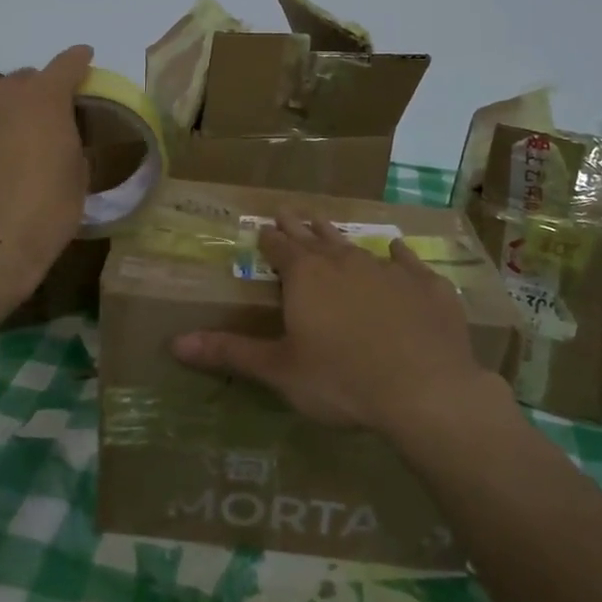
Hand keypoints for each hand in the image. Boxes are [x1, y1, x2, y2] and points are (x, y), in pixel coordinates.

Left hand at [0, 45, 92, 298]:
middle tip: (41, 125)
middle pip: (22, 82)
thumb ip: (70, 145)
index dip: (78, 61)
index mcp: (43, 99)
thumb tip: (58, 140)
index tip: (84, 59)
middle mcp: (0, 95)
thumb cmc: (43, 215)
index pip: (66, 65)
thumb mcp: (76, 180)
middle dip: (34, 96)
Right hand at [172, 215, 503, 437]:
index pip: (279, 248)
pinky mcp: (426, 286)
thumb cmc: (341, 380)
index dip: (268, 238)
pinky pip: (408, 263)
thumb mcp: (280, 371)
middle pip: (315, 238)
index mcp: (306, 277)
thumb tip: (175, 343)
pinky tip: (398, 249)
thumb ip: (230, 352)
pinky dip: (399, 256)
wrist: (425, 390)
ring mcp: (389, 270)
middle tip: (289, 210)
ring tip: (328, 224)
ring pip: (357, 245)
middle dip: (299, 227)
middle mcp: (344, 262)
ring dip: (339, 236)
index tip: (262, 226)